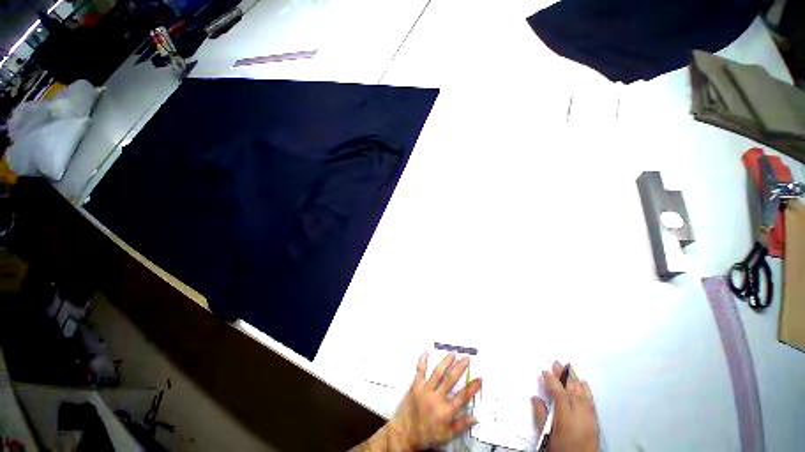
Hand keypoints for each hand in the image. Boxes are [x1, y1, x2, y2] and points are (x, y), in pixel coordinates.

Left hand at [385, 351, 481, 450]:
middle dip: (459, 368)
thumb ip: (461, 425)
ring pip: (437, 372)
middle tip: (466, 358)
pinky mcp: (415, 385)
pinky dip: (423, 360)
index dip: (472, 387)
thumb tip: (476, 418)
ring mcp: (425, 389)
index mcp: (445, 411)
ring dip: (446, 362)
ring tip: (453, 354)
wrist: (406, 433)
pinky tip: (426, 351)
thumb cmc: (428, 434)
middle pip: (450, 380)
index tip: (479, 378)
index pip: (462, 397)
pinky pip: (420, 370)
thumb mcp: (447, 435)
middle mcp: (436, 398)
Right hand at [532, 361, 598, 451]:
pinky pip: (591, 403)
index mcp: (565, 419)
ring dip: (575, 381)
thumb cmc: (559, 451)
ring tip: (569, 368)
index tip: (544, 371)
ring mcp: (589, 420)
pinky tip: (584, 384)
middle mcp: (579, 417)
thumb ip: (541, 417)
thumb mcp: (546, 437)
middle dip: (564, 376)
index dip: (552, 381)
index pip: (559, 394)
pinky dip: (587, 391)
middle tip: (557, 363)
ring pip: (583, 395)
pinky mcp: (595, 424)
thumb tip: (535, 398)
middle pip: (572, 391)